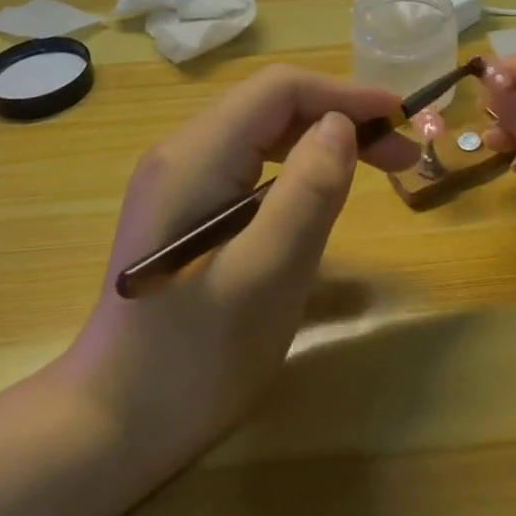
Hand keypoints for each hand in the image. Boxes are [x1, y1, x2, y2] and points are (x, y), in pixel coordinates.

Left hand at [55, 66, 417, 472]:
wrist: (113, 425)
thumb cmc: (195, 356)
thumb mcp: (267, 275)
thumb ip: (307, 192)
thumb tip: (341, 125)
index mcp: (195, 156)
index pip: (279, 90)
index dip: (345, 94)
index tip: (401, 117)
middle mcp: (182, 153)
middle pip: (273, 107)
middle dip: (341, 118)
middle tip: (403, 155)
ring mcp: (180, 181)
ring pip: (265, 135)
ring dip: (324, 142)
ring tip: (379, 169)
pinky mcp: (187, 210)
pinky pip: (252, 168)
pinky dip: (298, 170)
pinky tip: (323, 196)